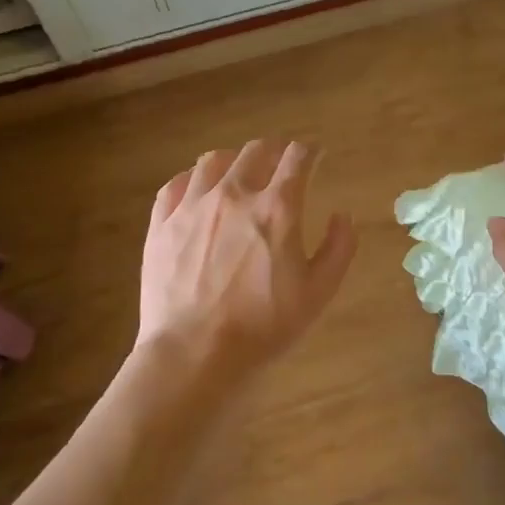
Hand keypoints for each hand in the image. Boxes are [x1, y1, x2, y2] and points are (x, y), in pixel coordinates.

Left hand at [136, 139, 354, 382]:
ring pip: (213, 160)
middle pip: (256, 150)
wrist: (194, 354)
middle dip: (275, 150)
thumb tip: (342, 215)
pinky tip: (198, 191)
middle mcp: (234, 194)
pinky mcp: (162, 224)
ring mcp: (192, 206)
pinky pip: (176, 184)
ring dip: (234, 160)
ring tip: (239, 172)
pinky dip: (193, 179)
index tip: (316, 155)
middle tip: (281, 163)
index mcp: (277, 208)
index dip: (311, 151)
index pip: (297, 157)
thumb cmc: (264, 326)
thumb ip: (339, 248)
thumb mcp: (319, 292)